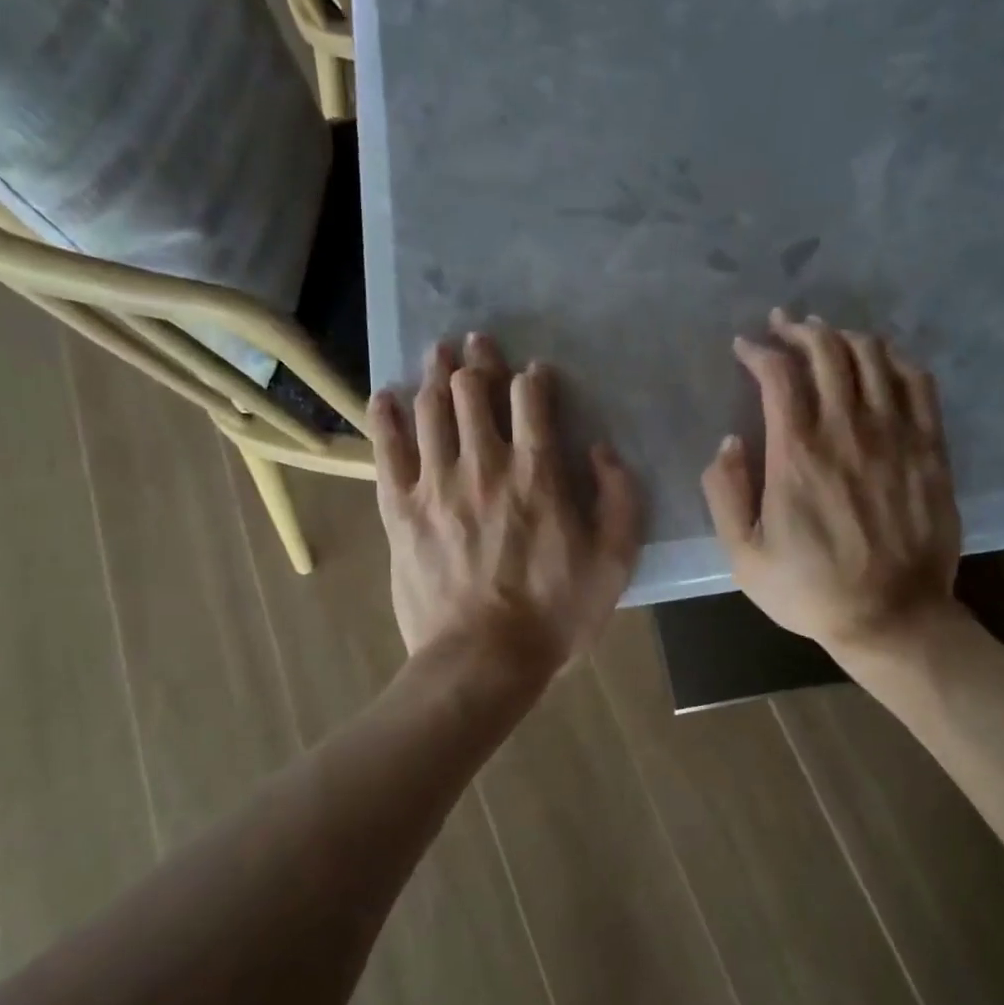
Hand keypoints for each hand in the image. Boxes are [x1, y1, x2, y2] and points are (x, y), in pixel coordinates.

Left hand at [370, 333, 642, 675]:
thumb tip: (601, 450)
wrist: (483, 660)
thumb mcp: (614, 561)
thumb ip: (619, 498)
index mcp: (537, 473)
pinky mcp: (400, 509)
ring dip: (434, 374)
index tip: (535, 374)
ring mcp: (436, 484)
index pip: (531, 399)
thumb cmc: (555, 614)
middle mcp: (484, 464)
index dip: (533, 377)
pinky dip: (385, 417)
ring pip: (430, 409)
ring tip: (437, 353)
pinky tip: (385, 395)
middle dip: (477, 360)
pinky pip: (387, 450)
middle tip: (477, 344)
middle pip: (472, 391)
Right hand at [701, 308, 961, 653]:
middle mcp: (847, 431)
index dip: (759, 350)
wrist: (891, 618)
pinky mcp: (930, 449)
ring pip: (874, 358)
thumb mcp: (743, 555)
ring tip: (827, 335)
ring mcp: (896, 436)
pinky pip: (918, 383)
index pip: (778, 375)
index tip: (744, 347)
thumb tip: (728, 443)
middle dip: (800, 329)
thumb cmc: (810, 590)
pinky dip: (895, 360)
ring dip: (845, 337)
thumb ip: (725, 494)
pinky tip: (881, 359)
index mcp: (797, 454)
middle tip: (784, 325)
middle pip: (828, 352)